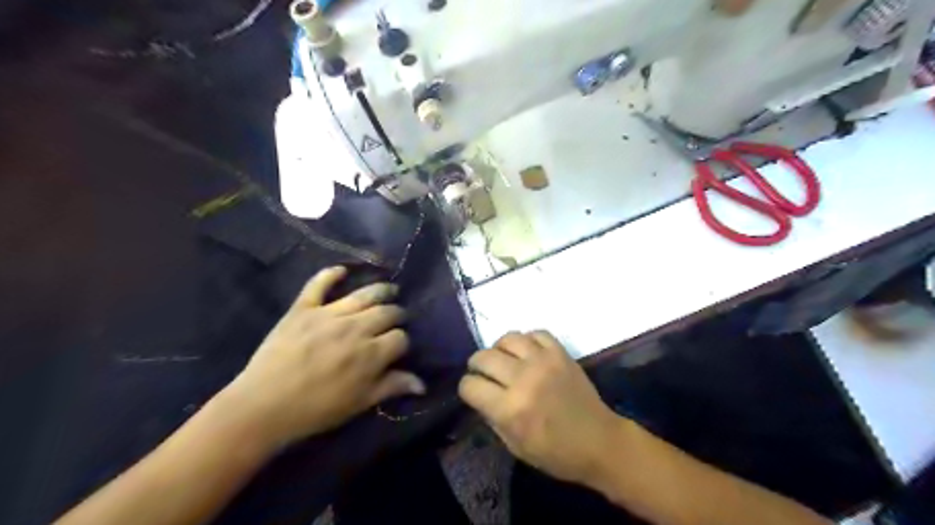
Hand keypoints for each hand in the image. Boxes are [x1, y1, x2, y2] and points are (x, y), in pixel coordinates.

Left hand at [220, 268, 424, 447]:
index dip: (403, 342)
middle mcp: (356, 328)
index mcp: (371, 354)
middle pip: (387, 312)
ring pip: (364, 294)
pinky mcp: (304, 308)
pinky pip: (319, 284)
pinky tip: (342, 270)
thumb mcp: (359, 403)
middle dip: (398, 314)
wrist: (263, 406)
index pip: (400, 338)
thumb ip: (392, 387)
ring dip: (382, 290)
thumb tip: (422, 384)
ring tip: (390, 289)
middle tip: (398, 317)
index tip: (398, 347)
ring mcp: (329, 314)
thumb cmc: (316, 410)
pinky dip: (331, 274)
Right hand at [460, 332, 627, 483]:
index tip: (473, 392)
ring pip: (507, 338)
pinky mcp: (561, 353)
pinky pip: (536, 333)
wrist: (600, 442)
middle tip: (483, 374)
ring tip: (504, 360)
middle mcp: (523, 379)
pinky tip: (528, 353)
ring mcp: (543, 361)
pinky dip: (527, 340)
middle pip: (483, 357)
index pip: (470, 385)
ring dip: (499, 348)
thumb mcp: (515, 446)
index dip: (467, 388)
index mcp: (510, 409)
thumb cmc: (556, 453)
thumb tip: (479, 395)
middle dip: (476, 366)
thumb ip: (492, 418)